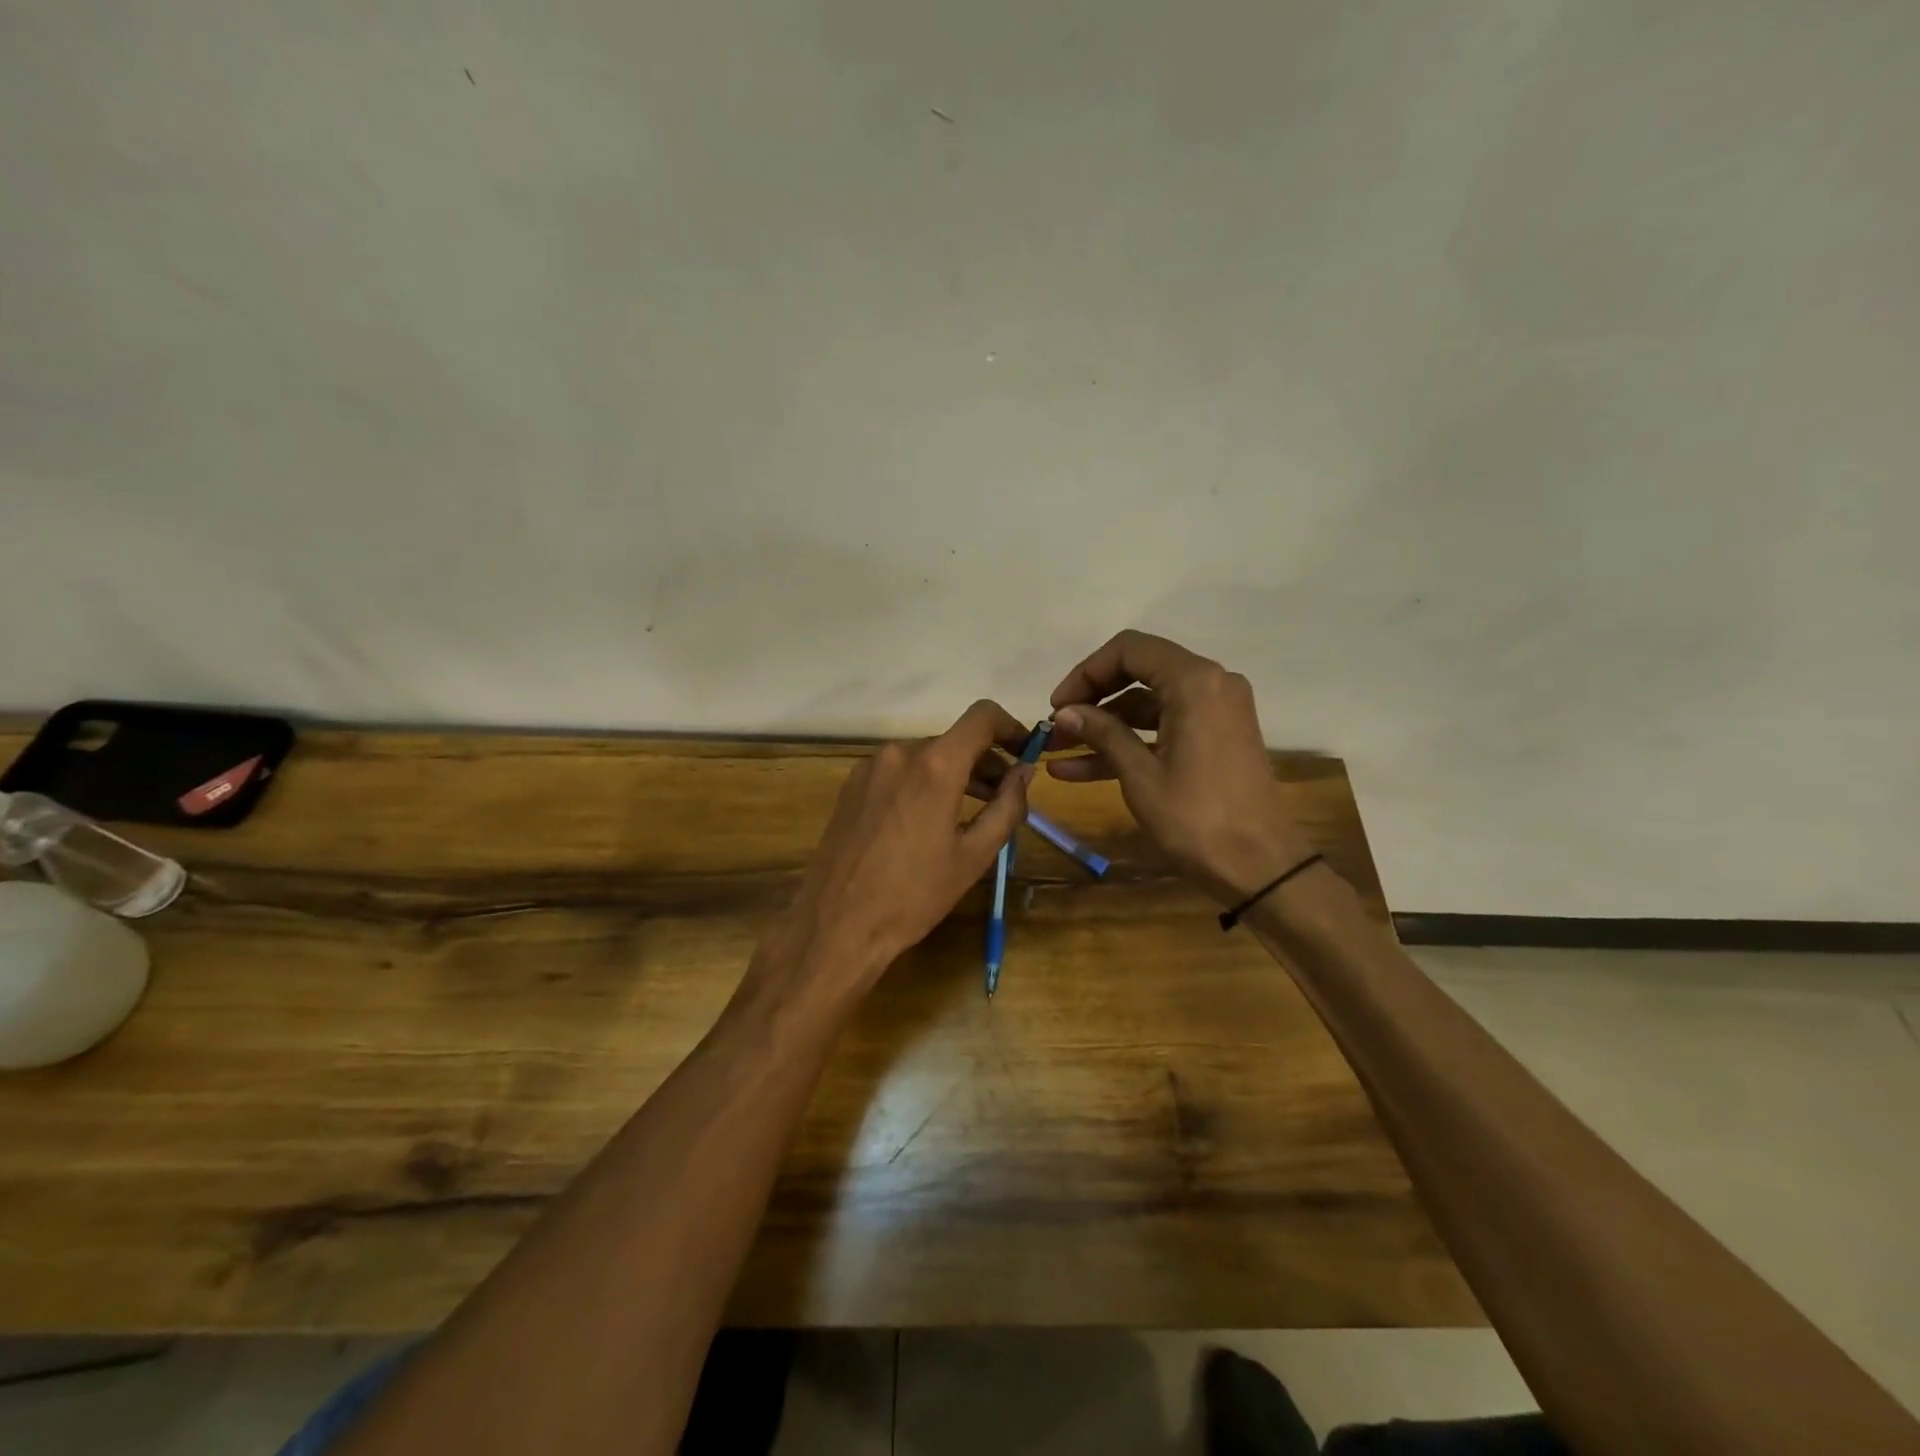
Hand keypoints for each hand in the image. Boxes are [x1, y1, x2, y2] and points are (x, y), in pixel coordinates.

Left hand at [766, 701, 1034, 1000]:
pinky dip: (922, 782)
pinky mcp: (851, 785)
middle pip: (953, 740)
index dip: (1010, 727)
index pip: (982, 717)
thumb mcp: (973, 856)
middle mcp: (900, 753)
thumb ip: (1007, 807)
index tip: (1025, 752)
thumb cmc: (914, 895)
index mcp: (935, 766)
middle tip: (1003, 795)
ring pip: (925, 756)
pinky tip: (926, 820)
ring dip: (954, 773)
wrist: (837, 925)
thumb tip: (1024, 773)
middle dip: (984, 761)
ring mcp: (870, 767)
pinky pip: (899, 771)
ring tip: (970, 810)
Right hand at [1048, 630, 1314, 903]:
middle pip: (1137, 672)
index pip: (1129, 650)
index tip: (1057, 706)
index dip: (1086, 673)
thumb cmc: (1197, 818)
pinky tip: (1079, 770)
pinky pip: (1163, 728)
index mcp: (1195, 681)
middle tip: (1055, 728)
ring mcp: (1215, 712)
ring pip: (1146, 705)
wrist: (1261, 867)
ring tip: (1056, 752)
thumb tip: (1064, 712)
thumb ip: (1103, 733)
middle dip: (1091, 700)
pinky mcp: (1214, 738)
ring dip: (1103, 727)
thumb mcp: (1141, 775)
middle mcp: (1210, 684)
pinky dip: (1128, 743)